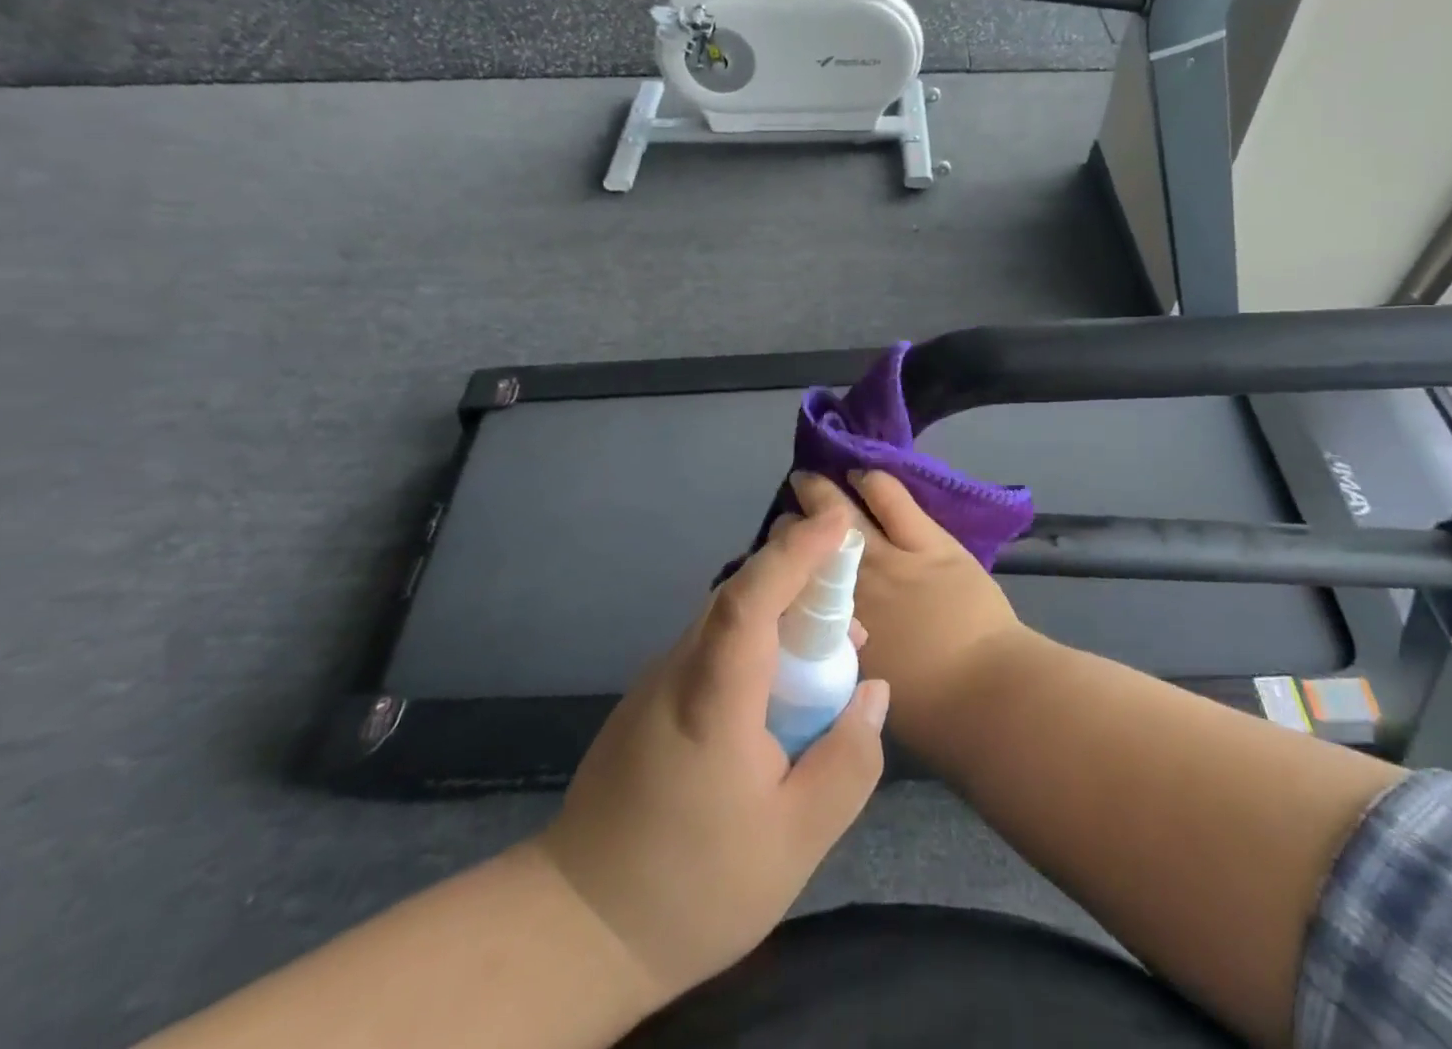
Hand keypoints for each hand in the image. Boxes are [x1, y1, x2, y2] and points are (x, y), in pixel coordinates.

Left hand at [539, 505, 889, 1008]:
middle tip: (854, 607)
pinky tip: (782, 691)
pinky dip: (758, 645)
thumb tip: (872, 691)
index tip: (840, 523)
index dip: (796, 552)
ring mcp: (659, 681)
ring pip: (728, 621)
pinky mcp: (652, 699)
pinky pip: (715, 648)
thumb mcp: (796, 841)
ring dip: (783, 617)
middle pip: (742, 597)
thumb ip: (848, 761)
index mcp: (712, 697)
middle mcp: (679, 669)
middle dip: (802, 580)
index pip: (751, 597)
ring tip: (830, 653)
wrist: (579, 928)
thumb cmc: (694, 887)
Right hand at [789, 471, 1025, 750]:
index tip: (777, 562)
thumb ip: (845, 654)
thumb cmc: (931, 712)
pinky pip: (892, 501)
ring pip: (842, 515)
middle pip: (806, 546)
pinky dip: (873, 483)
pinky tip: (860, 475)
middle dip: (789, 528)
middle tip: (785, 519)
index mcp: (834, 632)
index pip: (791, 590)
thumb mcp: (867, 688)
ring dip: (820, 494)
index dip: (780, 570)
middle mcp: (850, 589)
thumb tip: (835, 634)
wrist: (988, 694)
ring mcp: (889, 559)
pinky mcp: (928, 542)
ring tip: (807, 479)